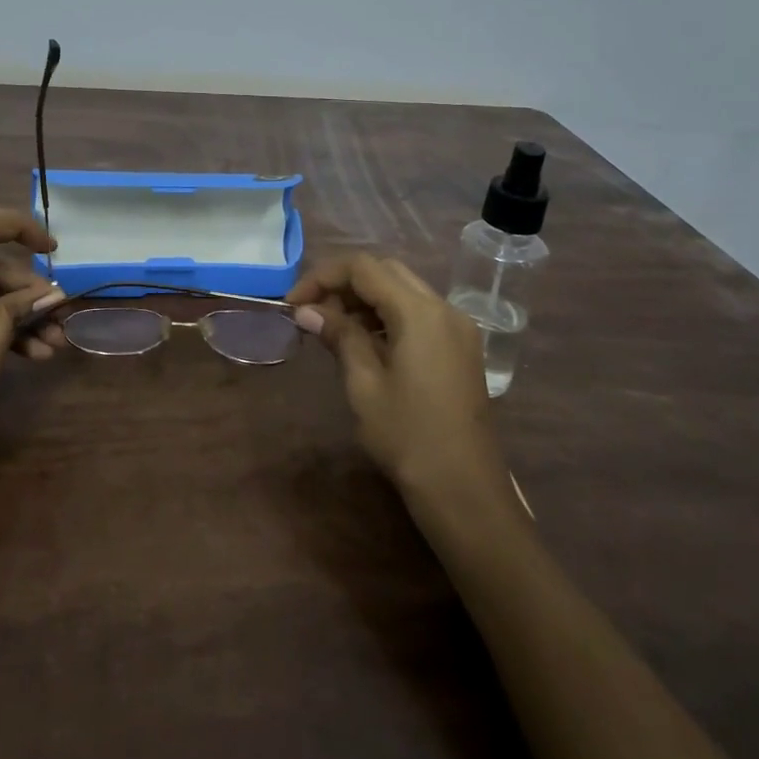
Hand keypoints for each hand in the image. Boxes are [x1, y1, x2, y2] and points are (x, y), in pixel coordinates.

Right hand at [288, 254, 503, 499]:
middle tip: (312, 312)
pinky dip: (387, 315)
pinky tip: (364, 341)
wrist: (465, 490)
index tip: (293, 302)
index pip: (364, 268)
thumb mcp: (364, 384)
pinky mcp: (461, 348)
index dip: (323, 276)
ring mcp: (457, 328)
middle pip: (386, 272)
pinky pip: (419, 313)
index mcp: (420, 312)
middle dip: (344, 283)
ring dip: (365, 298)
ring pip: (403, 290)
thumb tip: (306, 310)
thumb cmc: (408, 437)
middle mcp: (444, 308)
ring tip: (332, 327)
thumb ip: (339, 336)